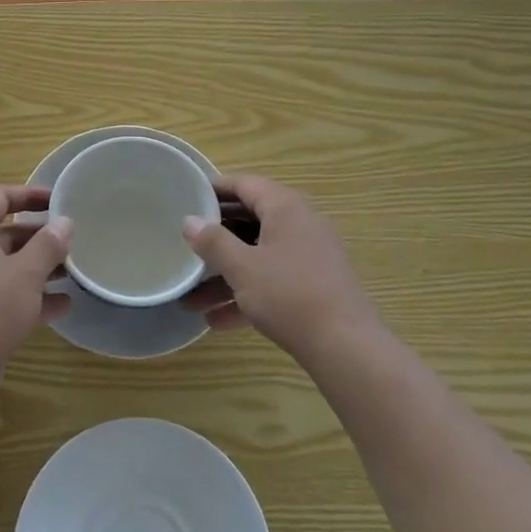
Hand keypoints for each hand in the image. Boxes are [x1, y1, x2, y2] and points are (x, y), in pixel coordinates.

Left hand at [0, 185, 71, 374]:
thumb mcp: (25, 272)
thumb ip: (48, 245)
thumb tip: (64, 222)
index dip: (28, 194)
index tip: (58, 199)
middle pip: (7, 233)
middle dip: (40, 235)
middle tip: (73, 239)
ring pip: (10, 267)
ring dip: (40, 267)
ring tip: (75, 270)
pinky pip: (10, 297)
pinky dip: (34, 298)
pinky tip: (64, 305)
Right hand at [182, 174, 379, 361]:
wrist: (345, 347)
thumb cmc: (289, 295)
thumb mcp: (242, 267)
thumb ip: (213, 241)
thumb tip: (190, 221)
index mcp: (285, 207)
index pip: (244, 184)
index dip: (214, 189)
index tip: (186, 199)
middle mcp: (299, 223)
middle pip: (249, 221)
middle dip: (215, 240)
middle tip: (185, 245)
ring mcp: (309, 255)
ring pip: (258, 255)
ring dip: (225, 276)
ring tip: (190, 300)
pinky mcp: (313, 285)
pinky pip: (272, 280)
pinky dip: (247, 294)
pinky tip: (217, 321)